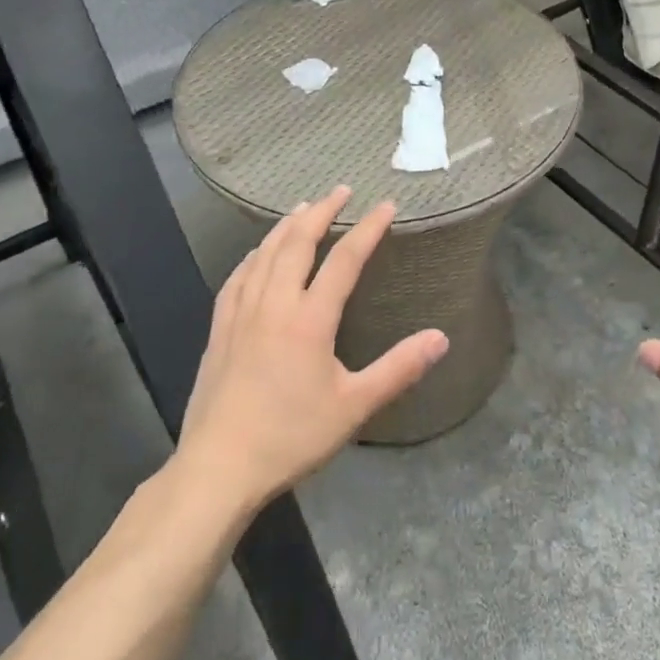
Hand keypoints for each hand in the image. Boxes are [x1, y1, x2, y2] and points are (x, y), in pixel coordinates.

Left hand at [173, 187, 448, 513]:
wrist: (218, 469)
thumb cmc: (290, 437)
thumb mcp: (354, 406)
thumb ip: (399, 369)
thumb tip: (441, 338)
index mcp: (310, 319)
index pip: (344, 259)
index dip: (368, 229)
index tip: (386, 206)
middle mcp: (274, 303)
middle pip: (298, 242)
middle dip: (322, 211)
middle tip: (340, 190)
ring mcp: (241, 313)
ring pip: (265, 253)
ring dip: (287, 225)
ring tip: (303, 207)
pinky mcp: (220, 328)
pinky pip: (237, 276)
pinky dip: (254, 254)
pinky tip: (257, 253)